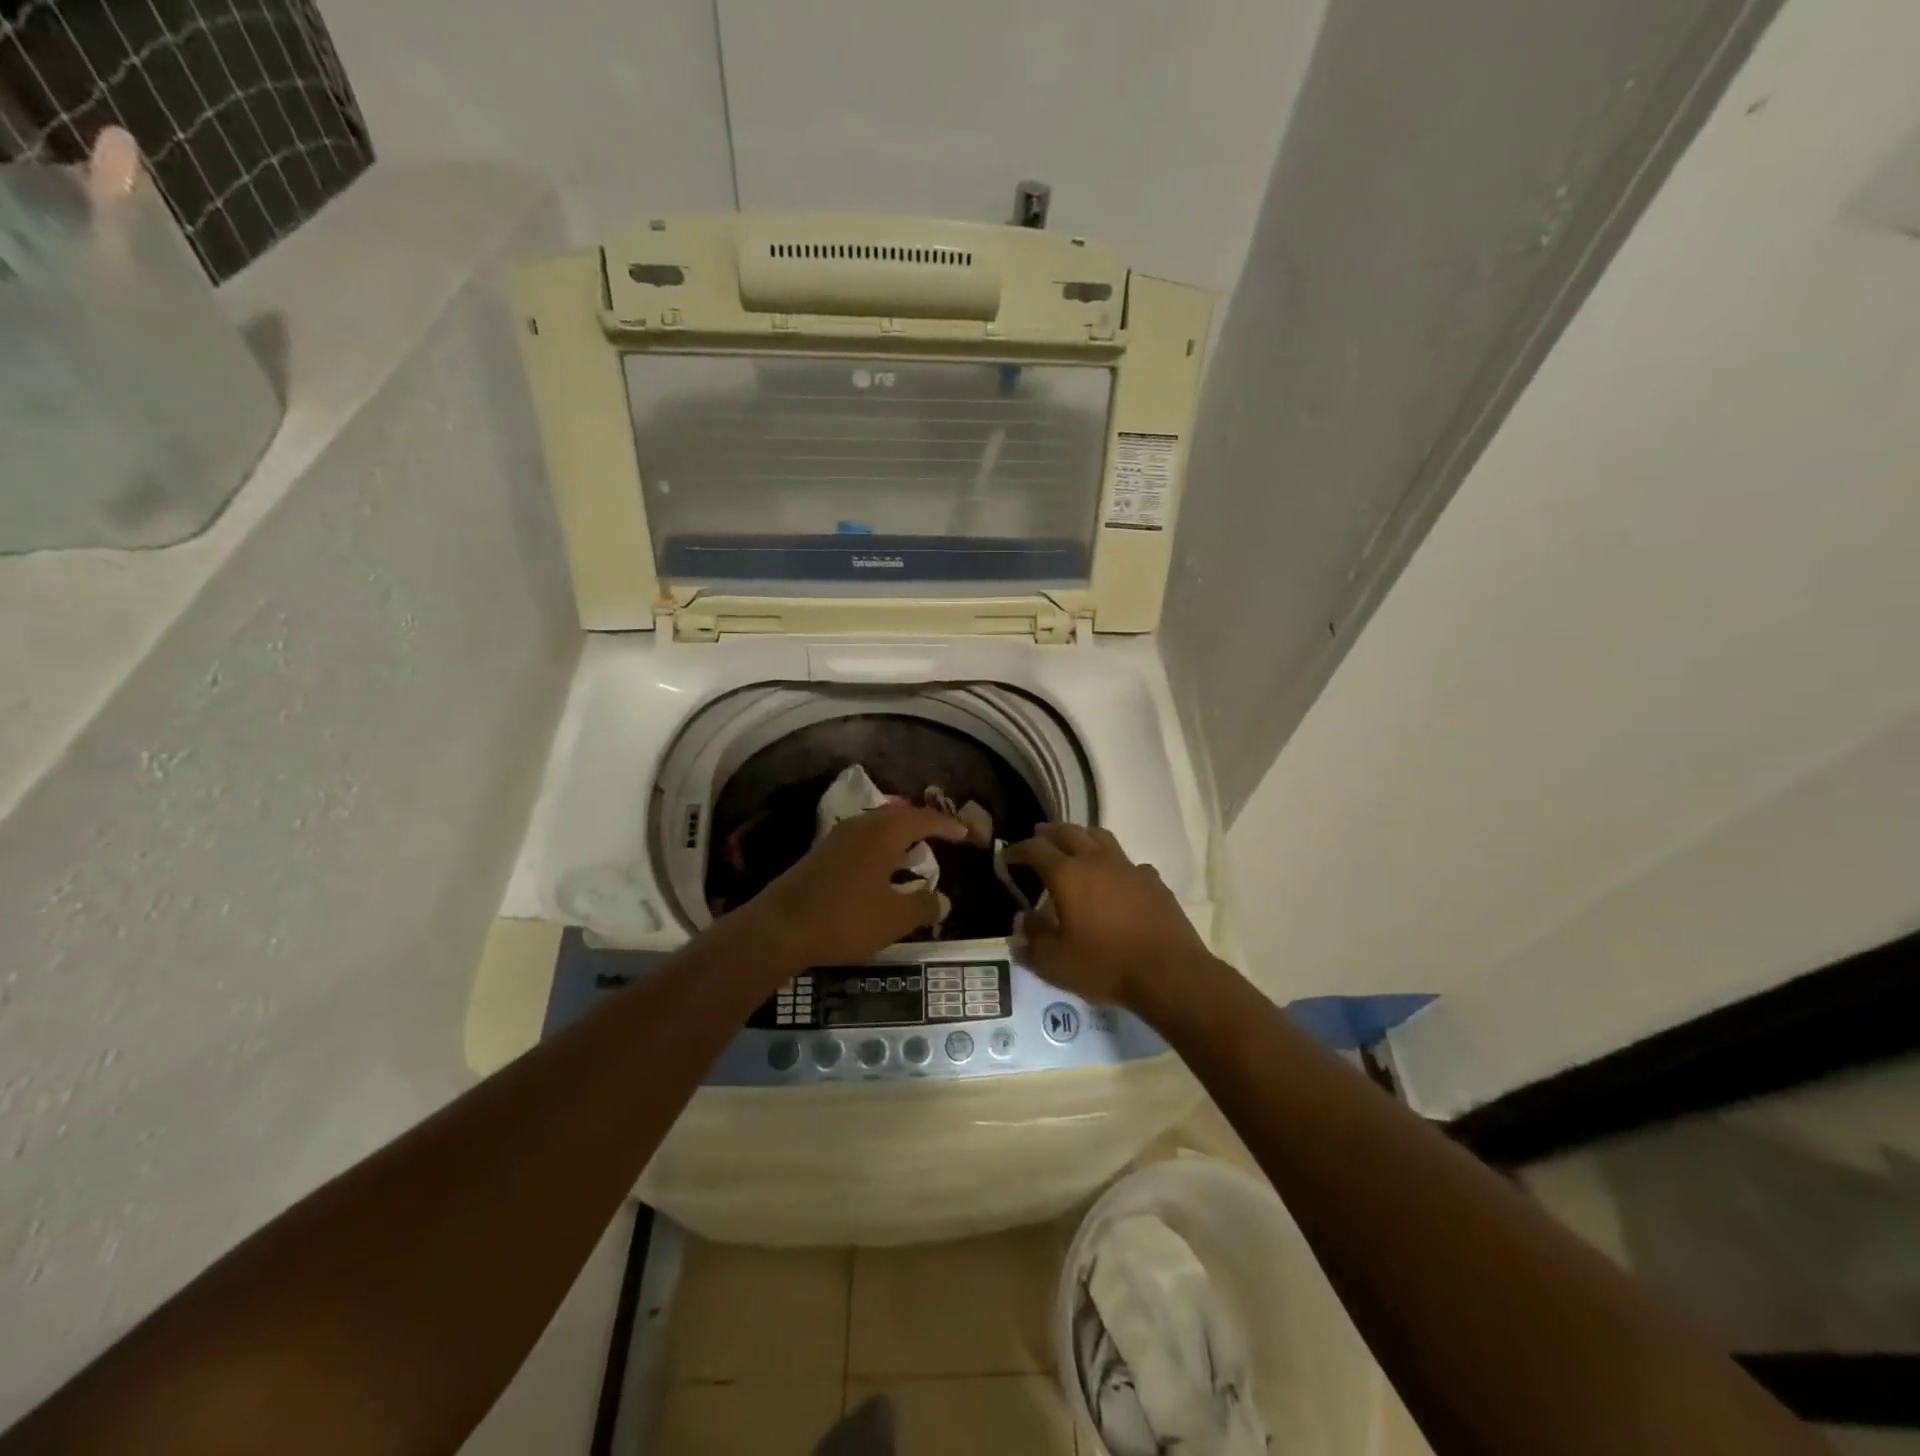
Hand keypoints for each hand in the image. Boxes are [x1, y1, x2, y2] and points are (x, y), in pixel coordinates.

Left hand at [733, 803, 965, 967]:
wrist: (779, 928)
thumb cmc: (846, 918)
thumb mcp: (894, 919)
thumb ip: (923, 906)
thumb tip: (944, 900)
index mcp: (884, 833)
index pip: (923, 818)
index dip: (946, 825)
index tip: (964, 833)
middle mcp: (861, 827)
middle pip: (898, 817)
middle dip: (921, 827)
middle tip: (939, 840)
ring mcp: (837, 839)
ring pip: (876, 830)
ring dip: (897, 841)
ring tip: (913, 858)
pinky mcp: (820, 855)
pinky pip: (860, 843)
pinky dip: (878, 853)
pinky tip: (879, 875)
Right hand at [1004, 823, 1209, 1008]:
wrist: (1169, 972)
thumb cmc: (1105, 966)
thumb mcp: (1055, 962)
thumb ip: (1033, 938)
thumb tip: (1023, 919)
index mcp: (1067, 875)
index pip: (1035, 849)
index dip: (1018, 850)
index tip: (1007, 856)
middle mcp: (1096, 861)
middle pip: (1068, 832)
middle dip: (1049, 833)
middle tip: (1038, 836)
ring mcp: (1128, 867)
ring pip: (1100, 836)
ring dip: (1081, 835)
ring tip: (1073, 843)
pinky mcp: (1153, 880)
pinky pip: (1128, 861)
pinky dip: (1114, 862)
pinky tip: (1115, 877)